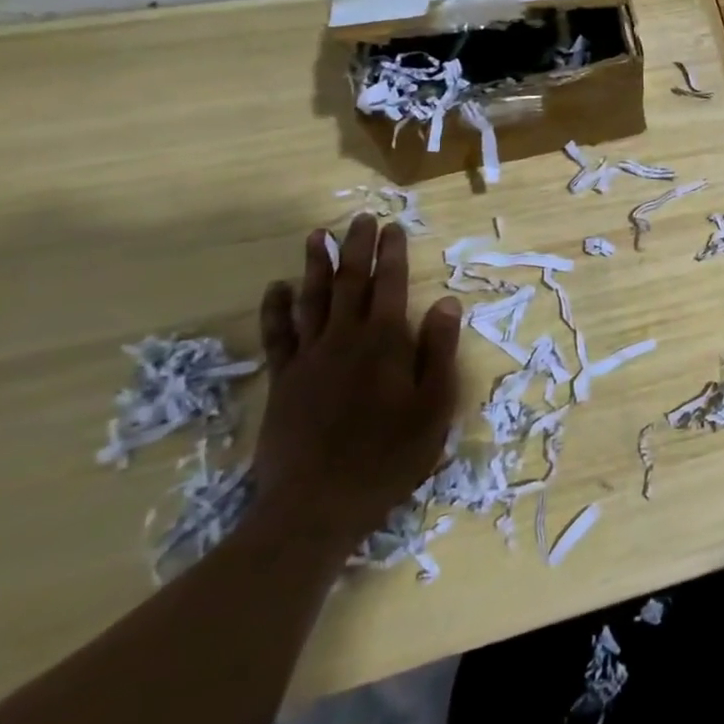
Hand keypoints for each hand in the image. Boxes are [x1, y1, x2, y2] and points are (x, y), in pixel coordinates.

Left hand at [250, 214, 461, 550]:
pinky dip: (277, 309)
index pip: (390, 284)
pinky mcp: (283, 381)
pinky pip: (278, 335)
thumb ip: (439, 351)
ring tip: (316, 236)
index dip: (393, 253)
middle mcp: (344, 339)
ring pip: (312, 299)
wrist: (315, 505)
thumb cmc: (388, 456)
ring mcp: (309, 358)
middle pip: (350, 281)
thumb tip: (446, 302)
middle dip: (356, 247)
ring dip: (315, 265)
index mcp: (384, 342)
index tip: (393, 226)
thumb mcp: (434, 407)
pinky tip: (277, 288)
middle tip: (359, 218)